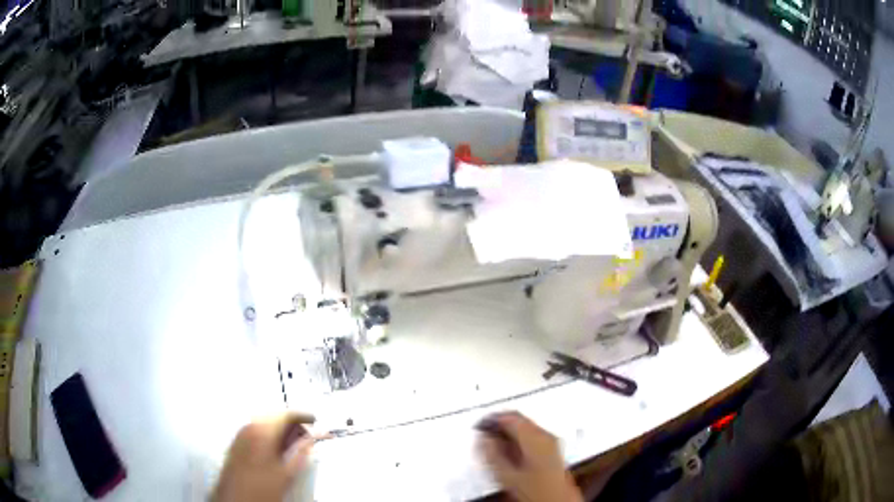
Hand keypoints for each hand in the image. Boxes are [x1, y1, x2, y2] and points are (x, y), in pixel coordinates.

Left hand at [212, 413, 316, 501]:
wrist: (237, 499)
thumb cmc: (261, 488)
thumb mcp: (288, 473)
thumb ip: (301, 452)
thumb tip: (312, 439)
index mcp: (262, 432)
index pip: (285, 414)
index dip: (302, 416)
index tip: (314, 419)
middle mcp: (248, 428)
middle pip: (274, 416)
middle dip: (291, 423)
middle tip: (307, 431)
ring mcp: (240, 435)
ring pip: (264, 423)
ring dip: (280, 429)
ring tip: (294, 441)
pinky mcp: (236, 444)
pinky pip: (255, 431)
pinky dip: (269, 434)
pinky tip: (277, 447)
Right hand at [477, 412, 582, 501]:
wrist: (557, 500)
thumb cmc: (537, 490)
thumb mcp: (507, 475)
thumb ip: (492, 454)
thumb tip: (483, 439)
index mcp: (536, 437)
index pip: (510, 416)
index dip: (491, 419)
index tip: (480, 425)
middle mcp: (547, 436)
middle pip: (520, 419)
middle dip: (500, 424)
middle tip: (484, 433)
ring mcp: (552, 442)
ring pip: (526, 427)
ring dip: (509, 432)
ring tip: (494, 444)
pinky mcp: (553, 450)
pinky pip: (533, 436)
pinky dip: (518, 439)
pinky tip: (510, 452)